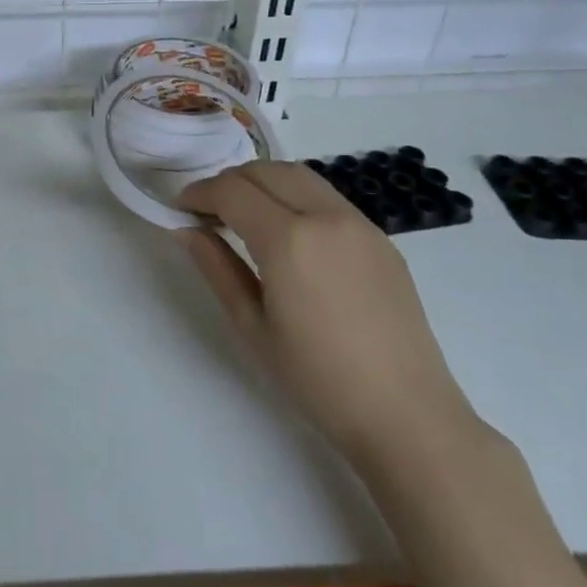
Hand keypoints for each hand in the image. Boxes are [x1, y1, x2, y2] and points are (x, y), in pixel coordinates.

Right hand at [176, 162, 478, 468]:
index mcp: (289, 239)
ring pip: (299, 175)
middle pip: (265, 171)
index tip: (180, 209)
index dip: (199, 193)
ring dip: (262, 181)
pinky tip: (287, 231)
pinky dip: (294, 195)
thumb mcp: (252, 326)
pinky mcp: (380, 238)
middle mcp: (325, 216)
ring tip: (244, 213)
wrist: (406, 415)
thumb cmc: (317, 378)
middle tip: (208, 210)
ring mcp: (359, 223)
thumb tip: (187, 229)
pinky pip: (327, 197)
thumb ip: (216, 267)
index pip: (232, 191)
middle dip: (228, 181)